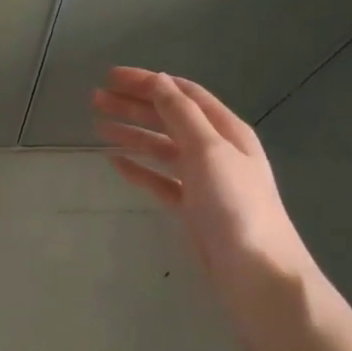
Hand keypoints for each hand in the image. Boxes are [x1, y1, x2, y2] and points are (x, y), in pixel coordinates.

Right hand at [93, 67, 324, 349]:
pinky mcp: (191, 208)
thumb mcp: (209, 151)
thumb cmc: (236, 206)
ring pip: (161, 148)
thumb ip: (181, 114)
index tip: (110, 76)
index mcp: (226, 130)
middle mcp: (215, 150)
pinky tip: (115, 162)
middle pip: (168, 118)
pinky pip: (159, 180)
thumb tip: (159, 80)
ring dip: (131, 133)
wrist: (257, 274)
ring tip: (98, 125)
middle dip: (133, 105)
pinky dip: (138, 168)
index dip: (147, 81)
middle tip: (94, 99)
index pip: (182, 94)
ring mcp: (203, 180)